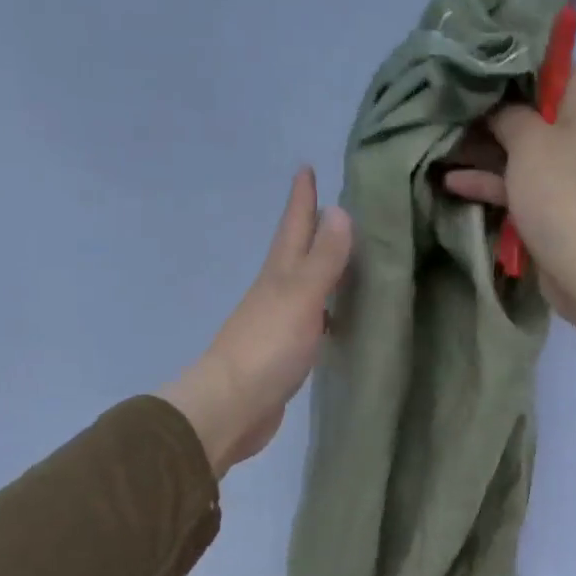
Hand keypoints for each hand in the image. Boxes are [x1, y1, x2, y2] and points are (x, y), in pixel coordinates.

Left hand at [157, 167, 351, 476]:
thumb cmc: (267, 348)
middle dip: (310, 228)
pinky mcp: (285, 355)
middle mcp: (276, 294)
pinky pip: (310, 321)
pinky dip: (324, 311)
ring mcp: (278, 325)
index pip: (293, 227)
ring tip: (344, 258)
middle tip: (332, 206)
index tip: (306, 167)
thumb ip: (322, 259)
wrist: (232, 407)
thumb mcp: (300, 297)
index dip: (301, 199)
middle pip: (295, 253)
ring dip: (319, 270)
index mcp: (278, 275)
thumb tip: (339, 210)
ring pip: (304, 287)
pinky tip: (337, 319)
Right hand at [441, 66, 575, 357]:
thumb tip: (494, 105)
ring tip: (439, 138)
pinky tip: (450, 180)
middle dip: (488, 107)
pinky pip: (514, 183)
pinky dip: (487, 181)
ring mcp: (562, 171)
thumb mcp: (529, 139)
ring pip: (516, 148)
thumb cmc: (559, 191)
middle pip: (528, 108)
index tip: (475, 57)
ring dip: (481, 147)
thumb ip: (507, 112)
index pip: (551, 64)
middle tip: (447, 97)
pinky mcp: (547, 204)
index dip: (512, 58)